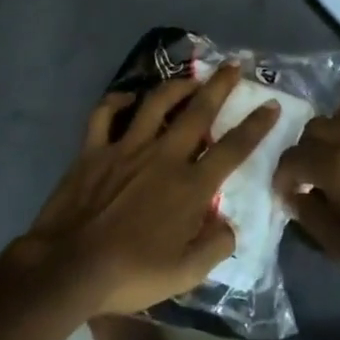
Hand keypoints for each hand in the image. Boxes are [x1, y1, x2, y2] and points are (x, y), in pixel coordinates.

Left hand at [19, 64, 280, 315]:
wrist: (68, 268)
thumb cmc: (131, 274)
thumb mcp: (186, 274)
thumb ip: (215, 247)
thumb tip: (229, 226)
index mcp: (190, 186)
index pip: (233, 149)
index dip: (256, 125)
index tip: (270, 105)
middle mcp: (163, 157)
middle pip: (198, 112)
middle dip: (220, 85)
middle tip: (234, 65)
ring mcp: (126, 149)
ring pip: (155, 103)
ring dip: (176, 86)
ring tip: (189, 78)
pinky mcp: (93, 150)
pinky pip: (105, 114)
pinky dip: (116, 101)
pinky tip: (127, 98)